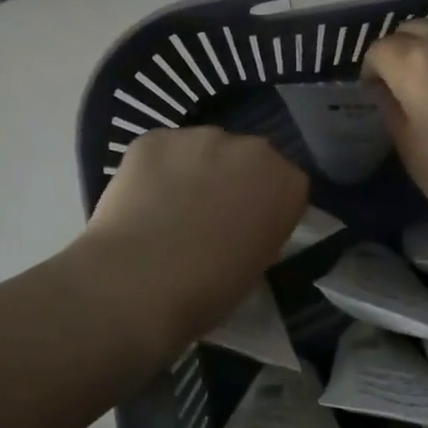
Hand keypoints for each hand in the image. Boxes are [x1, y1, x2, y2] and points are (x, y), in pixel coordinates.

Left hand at [78, 126, 308, 348]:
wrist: (140, 283)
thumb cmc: (209, 290)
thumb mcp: (257, 266)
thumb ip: (259, 231)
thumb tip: (241, 226)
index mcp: (287, 183)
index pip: (285, 184)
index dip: (263, 205)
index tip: (247, 228)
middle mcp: (251, 148)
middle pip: (245, 158)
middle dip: (231, 179)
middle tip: (207, 217)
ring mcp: (200, 137)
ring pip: (201, 150)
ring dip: (193, 171)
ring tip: (168, 210)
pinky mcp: (153, 138)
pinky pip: (161, 151)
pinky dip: (155, 171)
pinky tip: (140, 202)